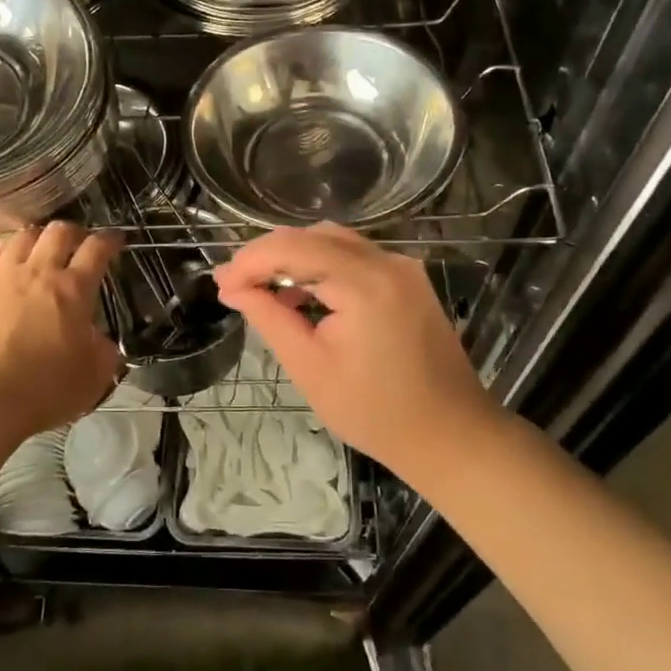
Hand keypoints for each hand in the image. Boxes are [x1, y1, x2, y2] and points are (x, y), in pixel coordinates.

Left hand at [0, 222, 122, 440]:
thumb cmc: (40, 391)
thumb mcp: (92, 379)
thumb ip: (104, 353)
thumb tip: (100, 341)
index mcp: (73, 290)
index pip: (97, 249)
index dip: (110, 240)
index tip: (115, 240)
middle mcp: (38, 272)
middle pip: (59, 232)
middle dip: (75, 233)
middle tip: (79, 245)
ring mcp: (1, 276)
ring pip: (24, 236)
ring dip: (39, 238)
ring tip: (42, 251)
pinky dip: (10, 254)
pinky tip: (10, 268)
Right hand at [213, 224, 502, 482]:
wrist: (449, 434)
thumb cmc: (375, 412)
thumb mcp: (310, 368)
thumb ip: (270, 318)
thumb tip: (233, 289)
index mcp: (364, 283)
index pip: (292, 248)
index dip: (250, 261)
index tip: (220, 285)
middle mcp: (387, 262)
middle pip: (313, 236)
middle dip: (268, 255)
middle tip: (234, 286)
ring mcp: (403, 268)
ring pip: (334, 242)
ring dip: (294, 258)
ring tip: (261, 289)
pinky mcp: (409, 280)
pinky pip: (355, 258)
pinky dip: (322, 268)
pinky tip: (302, 296)